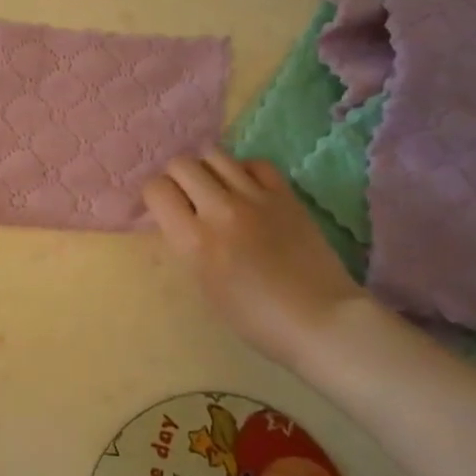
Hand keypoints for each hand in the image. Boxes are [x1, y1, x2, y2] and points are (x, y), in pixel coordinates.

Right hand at [143, 151, 363, 363]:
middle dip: (177, 177)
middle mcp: (220, 210)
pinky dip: (244, 170)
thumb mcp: (204, 285)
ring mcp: (255, 198)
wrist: (320, 320)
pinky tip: (247, 188)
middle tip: (187, 196)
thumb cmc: (255, 318)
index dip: (155, 195)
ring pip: (215, 155)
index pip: (156, 189)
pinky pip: (254, 163)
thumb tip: (178, 217)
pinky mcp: (285, 194)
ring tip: (216, 188)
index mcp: (194, 241)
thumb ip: (186, 244)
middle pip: (181, 164)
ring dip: (207, 169)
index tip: (164, 208)